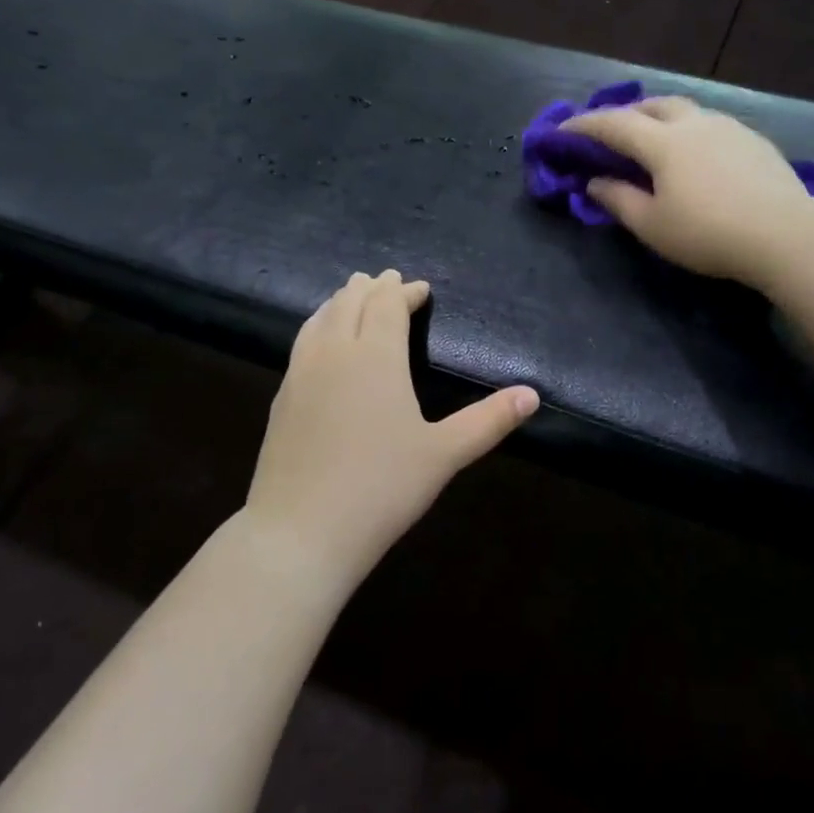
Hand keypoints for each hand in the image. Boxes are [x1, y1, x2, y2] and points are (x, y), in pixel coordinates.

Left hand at [241, 270, 539, 583]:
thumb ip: (489, 421)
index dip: (404, 292)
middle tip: (386, 281)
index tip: (419, 288)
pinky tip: (320, 342)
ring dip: (340, 301)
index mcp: (375, 356)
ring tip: (351, 296)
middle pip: (350, 302)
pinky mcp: (281, 398)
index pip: (388, 305)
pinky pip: (302, 343)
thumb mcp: (444, 454)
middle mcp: (334, 353)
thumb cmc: (381, 488)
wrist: (300, 531)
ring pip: (319, 318)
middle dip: (371, 288)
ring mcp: (301, 374)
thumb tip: (532, 395)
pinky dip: (318, 326)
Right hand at [562, 96, 813, 288]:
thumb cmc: (707, 233)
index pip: (613, 125)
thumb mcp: (652, 226)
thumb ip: (618, 200)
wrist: (785, 234)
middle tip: (610, 132)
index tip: (561, 132)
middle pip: (652, 105)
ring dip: (659, 117)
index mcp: (663, 142)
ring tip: (652, 139)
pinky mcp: (754, 140)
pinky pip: (710, 124)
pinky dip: (689, 130)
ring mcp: (728, 127)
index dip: (583, 126)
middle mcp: (694, 123)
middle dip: (625, 114)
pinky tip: (695, 154)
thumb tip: (594, 182)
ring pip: (685, 110)